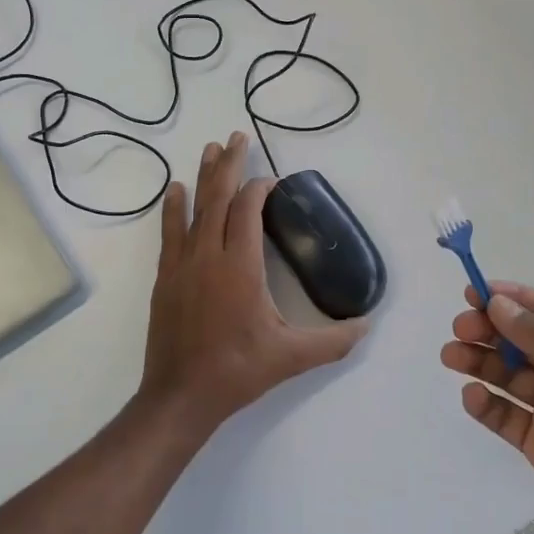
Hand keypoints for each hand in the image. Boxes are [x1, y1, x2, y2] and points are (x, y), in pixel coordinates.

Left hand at [138, 132, 368, 435]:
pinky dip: (173, 208)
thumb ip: (333, 341)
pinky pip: (169, 232)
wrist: (180, 395)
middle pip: (218, 198)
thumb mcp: (292, 357)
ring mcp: (182, 265)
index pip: (247, 210)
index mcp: (240, 267)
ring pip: (193, 209)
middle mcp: (208, 255)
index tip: (271, 181)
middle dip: (228, 164)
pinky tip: (174, 191)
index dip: (259, 189)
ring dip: (202, 177)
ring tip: (208, 149)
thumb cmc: (237, 371)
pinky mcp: (165, 278)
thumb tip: (367, 326)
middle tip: (235, 137)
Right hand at [440, 282, 533, 533]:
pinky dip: (484, 403)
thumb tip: (497, 304)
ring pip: (507, 374)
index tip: (475, 292)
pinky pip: (504, 415)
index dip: (513, 298)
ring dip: (479, 360)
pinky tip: (473, 397)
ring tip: (452, 357)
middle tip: (461, 328)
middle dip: (489, 329)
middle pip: (522, 339)